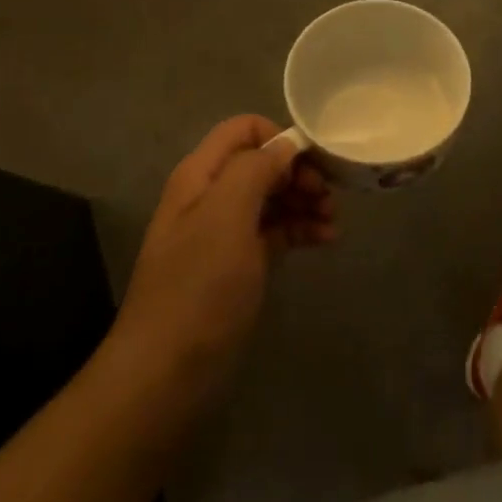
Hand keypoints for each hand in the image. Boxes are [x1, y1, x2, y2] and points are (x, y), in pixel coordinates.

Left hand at [111, 115, 335, 405]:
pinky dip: (301, 229)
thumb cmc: (199, 285)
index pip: (244, 129)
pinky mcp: (240, 264)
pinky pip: (276, 231)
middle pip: (263, 163)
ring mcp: (225, 232)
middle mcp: (212, 196)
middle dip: (300, 173)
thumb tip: (286, 145)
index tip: (312, 162)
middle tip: (329, 196)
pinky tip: (326, 240)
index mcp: (201, 176)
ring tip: (333, 221)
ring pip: (273, 197)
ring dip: (306, 201)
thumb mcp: (226, 215)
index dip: (279, 137)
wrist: (167, 372)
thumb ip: (255, 168)